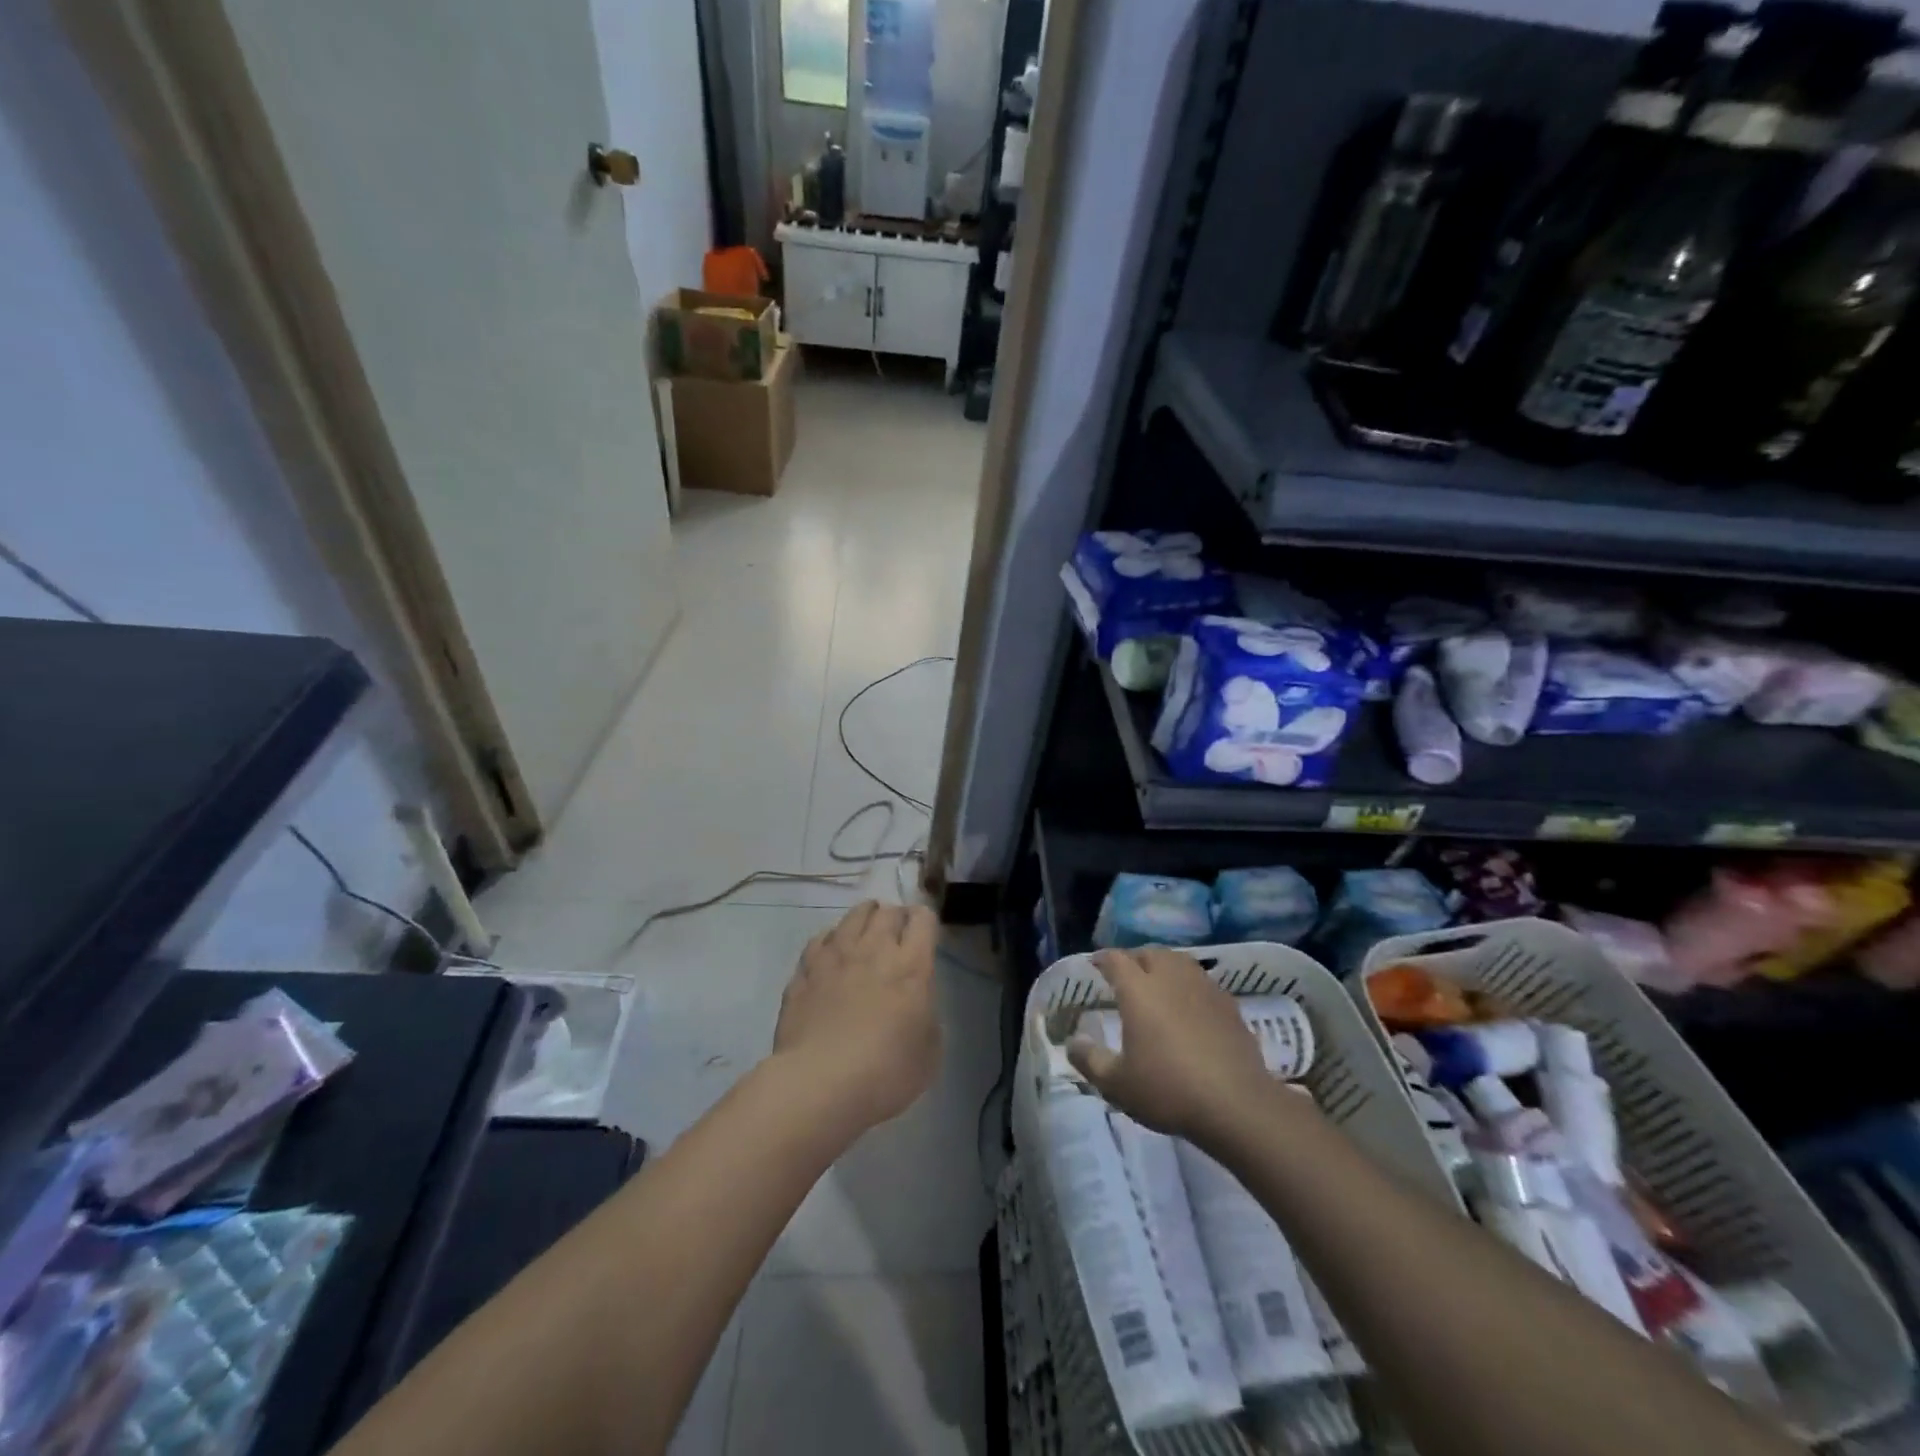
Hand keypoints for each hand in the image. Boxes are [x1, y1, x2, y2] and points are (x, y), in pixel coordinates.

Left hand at [772, 901, 941, 1132]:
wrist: (819, 1084)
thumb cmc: (885, 1073)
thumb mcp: (929, 1055)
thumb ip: (928, 1020)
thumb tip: (918, 1008)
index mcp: (911, 967)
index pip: (923, 919)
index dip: (925, 921)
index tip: (925, 935)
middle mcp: (874, 950)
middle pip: (887, 912)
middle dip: (895, 916)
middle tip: (896, 933)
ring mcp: (835, 957)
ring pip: (852, 917)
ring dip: (864, 918)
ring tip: (866, 930)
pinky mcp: (805, 971)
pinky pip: (820, 940)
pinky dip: (831, 940)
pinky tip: (831, 952)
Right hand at [1066, 947, 1270, 1141]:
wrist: (1236, 1105)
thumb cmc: (1168, 1090)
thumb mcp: (1117, 1084)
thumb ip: (1090, 1060)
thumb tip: (1072, 1042)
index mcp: (1139, 990)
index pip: (1116, 960)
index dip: (1103, 959)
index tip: (1095, 964)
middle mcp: (1170, 978)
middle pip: (1150, 953)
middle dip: (1135, 959)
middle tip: (1126, 975)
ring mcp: (1204, 989)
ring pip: (1180, 962)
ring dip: (1165, 966)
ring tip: (1158, 983)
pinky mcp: (1229, 1005)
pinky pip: (1203, 982)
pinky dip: (1190, 986)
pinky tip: (1190, 1006)